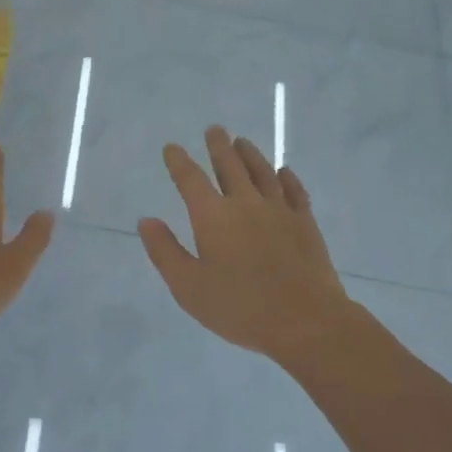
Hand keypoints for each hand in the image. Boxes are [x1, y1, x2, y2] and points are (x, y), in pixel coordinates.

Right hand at [139, 126, 353, 363]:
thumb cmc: (240, 307)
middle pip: (230, 166)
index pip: (191, 180)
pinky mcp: (305, 223)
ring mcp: (279, 210)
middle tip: (214, 130)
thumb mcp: (188, 287)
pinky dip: (287, 177)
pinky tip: (284, 172)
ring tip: (242, 141)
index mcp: (213, 217)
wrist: (305, 321)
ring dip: (250, 154)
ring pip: (263, 172)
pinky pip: (295, 190)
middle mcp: (245, 203)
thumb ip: (165, 251)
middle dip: (219, 146)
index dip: (179, 162)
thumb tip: (146, 220)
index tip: (172, 148)